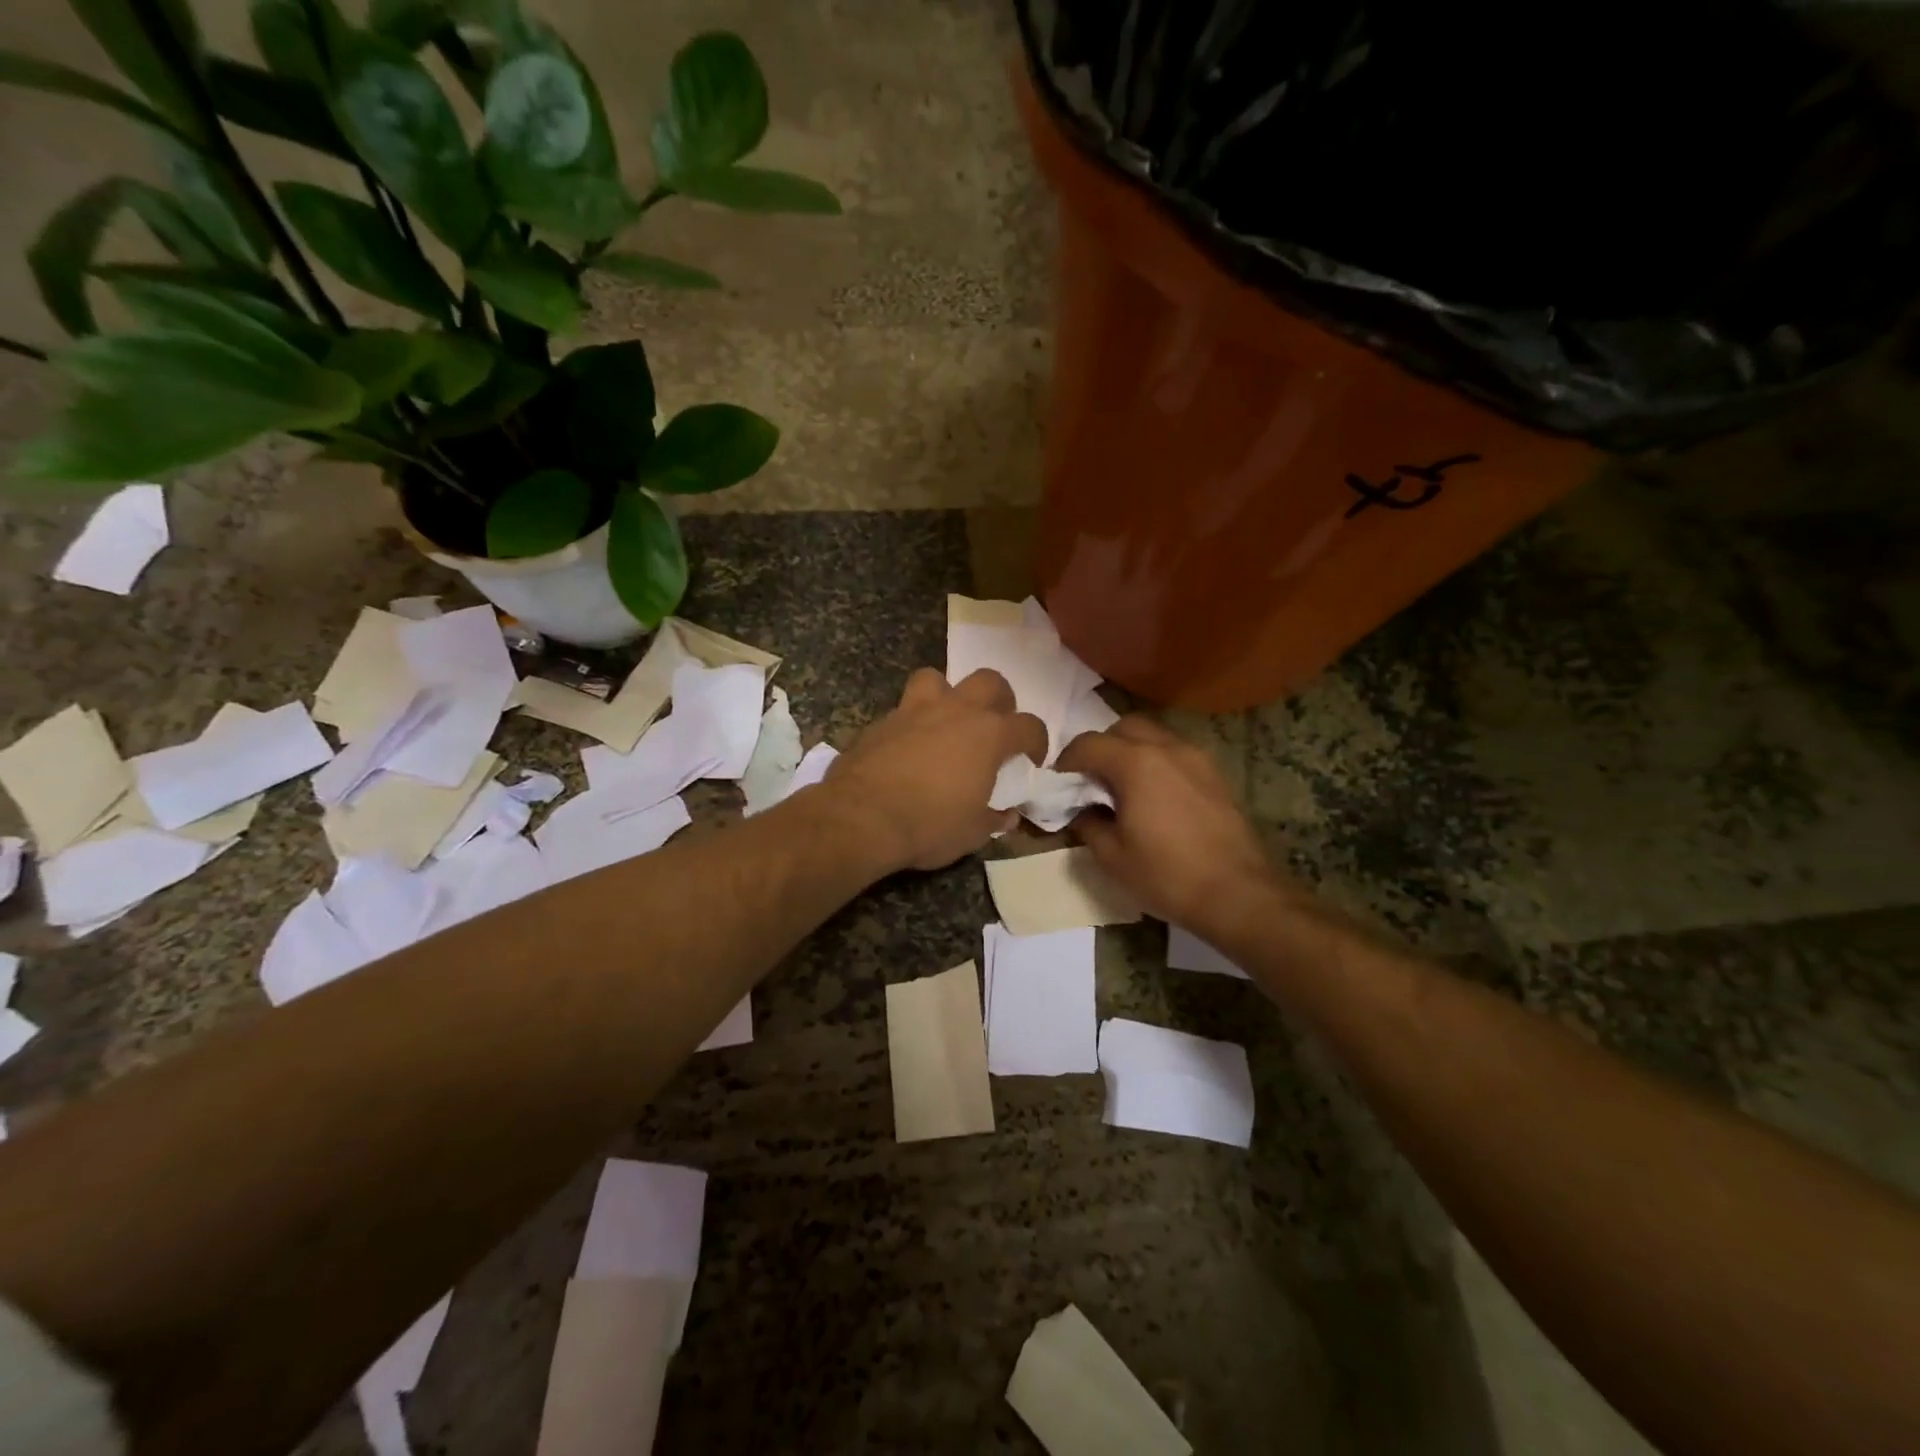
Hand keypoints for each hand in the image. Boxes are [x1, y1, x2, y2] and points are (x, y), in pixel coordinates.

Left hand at [826, 668, 1047, 871]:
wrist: (862, 818)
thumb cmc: (930, 825)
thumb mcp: (972, 833)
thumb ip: (994, 819)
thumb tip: (1006, 815)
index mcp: (988, 734)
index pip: (1029, 726)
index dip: (1037, 742)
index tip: (1033, 759)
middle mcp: (955, 711)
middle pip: (989, 681)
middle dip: (999, 699)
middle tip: (994, 727)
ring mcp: (914, 710)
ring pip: (937, 678)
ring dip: (947, 694)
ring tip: (945, 720)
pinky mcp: (880, 721)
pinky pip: (903, 709)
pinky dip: (911, 722)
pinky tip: (907, 746)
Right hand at [1058, 717, 1283, 936]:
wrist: (1238, 894)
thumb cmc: (1167, 875)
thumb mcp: (1112, 856)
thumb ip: (1088, 823)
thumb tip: (1082, 810)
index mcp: (1136, 763)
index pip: (1088, 744)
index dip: (1066, 760)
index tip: (1058, 782)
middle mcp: (1167, 748)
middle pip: (1124, 727)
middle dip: (1101, 746)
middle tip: (1090, 778)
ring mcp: (1197, 758)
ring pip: (1154, 736)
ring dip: (1131, 751)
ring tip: (1123, 787)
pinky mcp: (1216, 775)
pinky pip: (1176, 754)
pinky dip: (1157, 763)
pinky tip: (1154, 797)